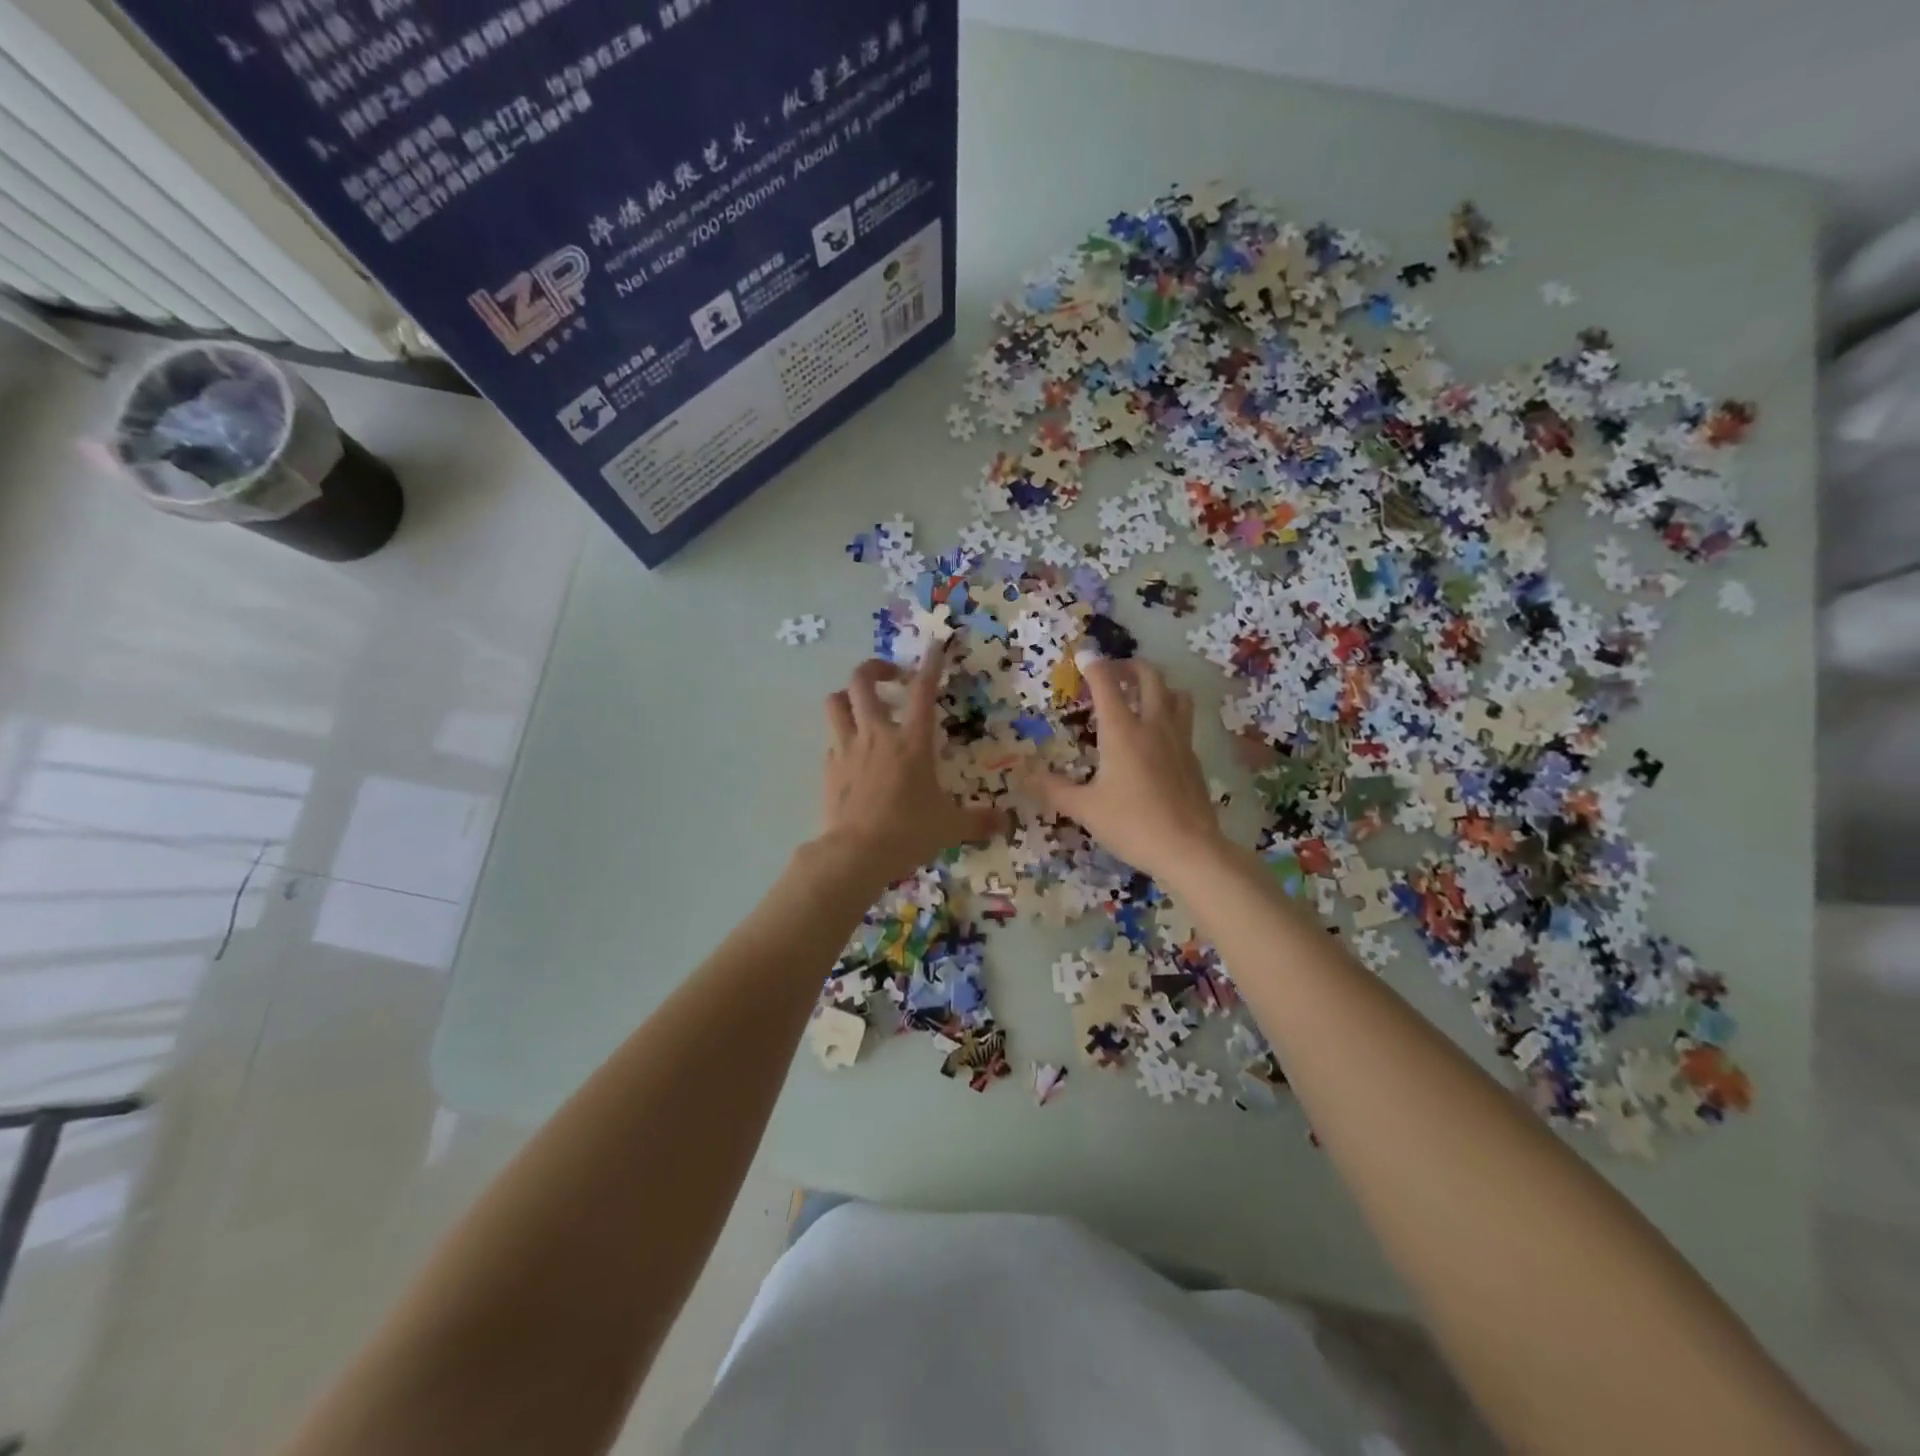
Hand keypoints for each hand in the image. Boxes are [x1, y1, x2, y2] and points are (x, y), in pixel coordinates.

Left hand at [815, 641, 1005, 888]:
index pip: (923, 692)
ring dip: (847, 696)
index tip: (934, 647)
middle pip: (861, 682)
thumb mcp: (950, 827)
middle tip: (891, 677)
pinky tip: (853, 753)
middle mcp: (876, 735)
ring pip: (835, 703)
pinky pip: (831, 740)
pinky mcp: (828, 768)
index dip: (930, 666)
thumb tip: (1006, 822)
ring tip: (862, 706)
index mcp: (912, 742)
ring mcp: (847, 749)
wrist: (855, 854)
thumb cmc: (908, 833)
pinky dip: (842, 737)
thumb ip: (978, 821)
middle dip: (874, 668)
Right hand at [1029, 653, 1224, 881]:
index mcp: (1122, 732)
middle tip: (1113, 672)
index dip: (1094, 665)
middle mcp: (1153, 726)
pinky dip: (1169, 713)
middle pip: (1149, 677)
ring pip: (1175, 694)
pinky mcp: (1193, 758)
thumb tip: (1027, 776)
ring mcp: (1179, 740)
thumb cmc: (1132, 825)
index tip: (1083, 655)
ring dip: (1157, 685)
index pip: (1107, 685)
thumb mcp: (1086, 809)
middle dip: (1129, 666)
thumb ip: (1055, 789)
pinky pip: (1183, 721)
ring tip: (1141, 695)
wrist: (1189, 849)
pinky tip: (1157, 735)